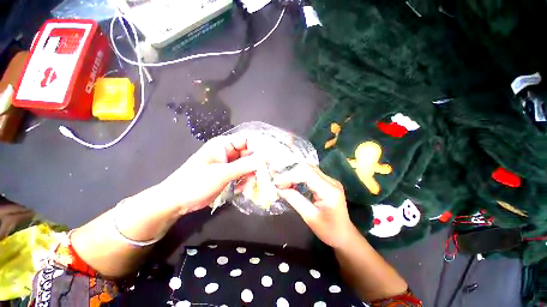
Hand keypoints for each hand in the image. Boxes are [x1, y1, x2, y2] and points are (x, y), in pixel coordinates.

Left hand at [158, 134, 258, 214]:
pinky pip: (243, 173)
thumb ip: (245, 165)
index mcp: (224, 144)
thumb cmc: (195, 183)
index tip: (270, 159)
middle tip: (264, 175)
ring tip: (251, 185)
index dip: (259, 148)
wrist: (177, 201)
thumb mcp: (222, 173)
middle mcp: (228, 151)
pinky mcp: (228, 173)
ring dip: (251, 174)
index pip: (247, 140)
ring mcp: (229, 163)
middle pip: (249, 153)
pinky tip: (243, 189)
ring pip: (247, 164)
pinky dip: (246, 180)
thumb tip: (265, 158)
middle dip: (256, 164)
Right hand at [276, 165, 357, 248]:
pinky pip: (311, 174)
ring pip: (309, 169)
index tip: (277, 183)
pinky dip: (299, 176)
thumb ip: (295, 200)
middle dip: (291, 174)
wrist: (345, 236)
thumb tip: (280, 189)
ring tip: (283, 182)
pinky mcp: (328, 182)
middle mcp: (331, 181)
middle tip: (278, 183)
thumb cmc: (329, 231)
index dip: (290, 176)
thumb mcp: (310, 218)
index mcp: (330, 191)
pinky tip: (292, 182)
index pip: (307, 174)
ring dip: (294, 174)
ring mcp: (331, 180)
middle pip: (308, 169)